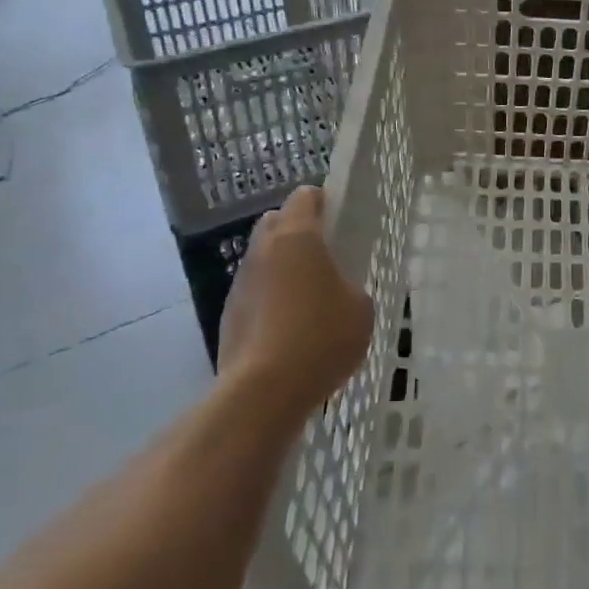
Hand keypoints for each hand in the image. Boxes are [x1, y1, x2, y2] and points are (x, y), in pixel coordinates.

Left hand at [219, 186, 372, 422]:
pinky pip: (254, 292)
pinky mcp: (228, 315)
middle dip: (298, 231)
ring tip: (307, 299)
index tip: (340, 222)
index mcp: (297, 236)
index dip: (324, 203)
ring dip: (281, 267)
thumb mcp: (360, 308)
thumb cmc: (321, 337)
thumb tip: (338, 291)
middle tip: (324, 258)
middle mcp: (263, 250)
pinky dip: (269, 299)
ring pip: (262, 258)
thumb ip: (351, 286)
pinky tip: (288, 329)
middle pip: (277, 222)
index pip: (305, 196)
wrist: (263, 392)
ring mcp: (240, 282)